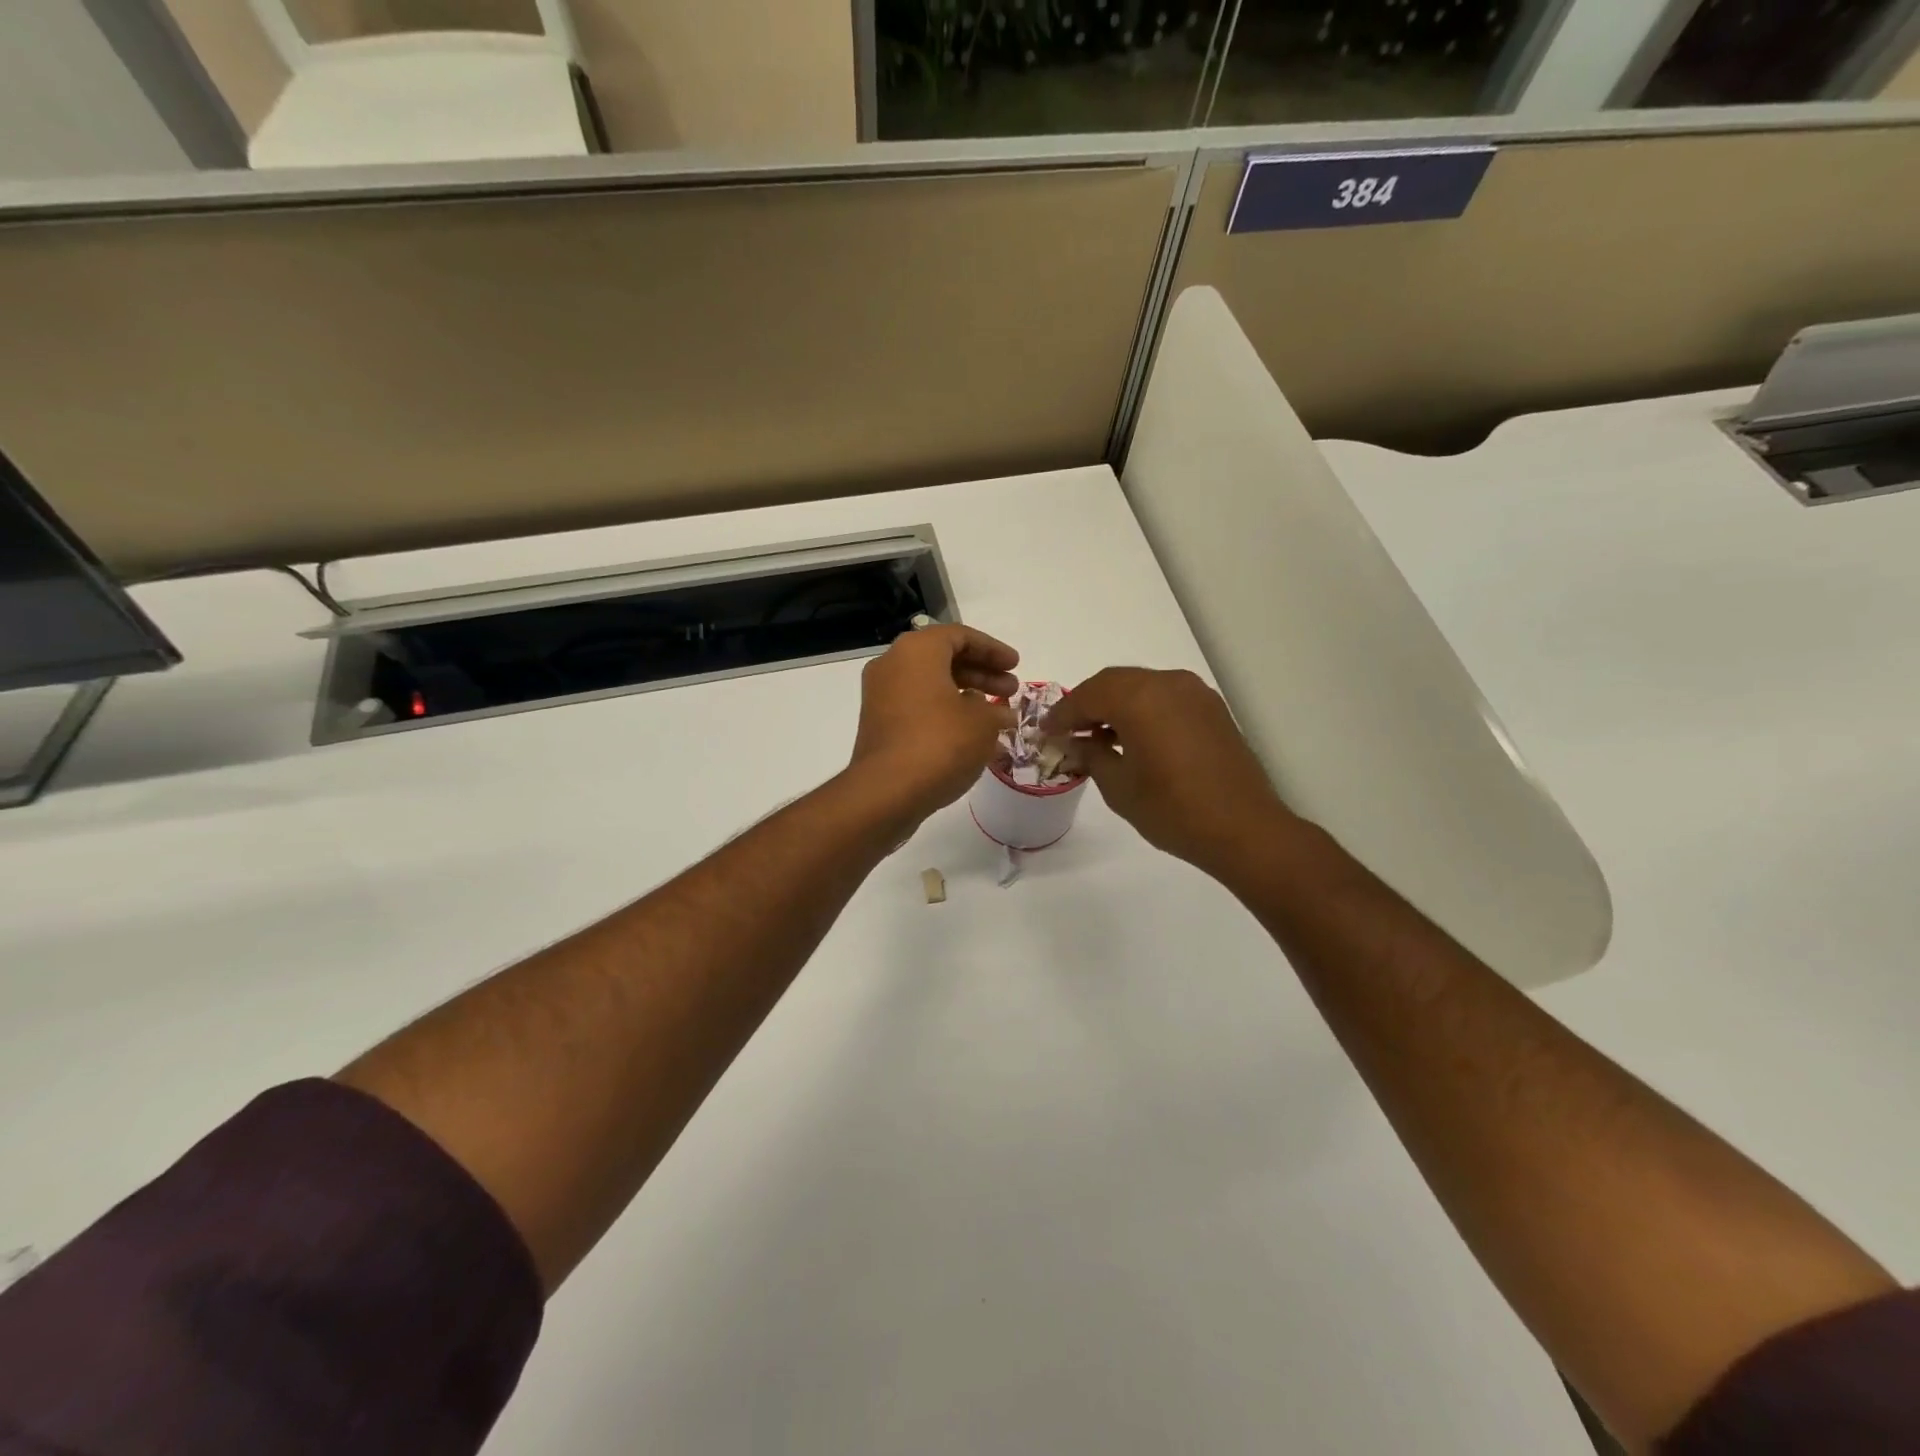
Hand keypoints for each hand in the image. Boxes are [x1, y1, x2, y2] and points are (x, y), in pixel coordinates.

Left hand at [849, 625, 1019, 823]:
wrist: (887, 792)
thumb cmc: (940, 743)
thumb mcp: (982, 723)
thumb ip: (996, 710)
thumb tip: (1001, 714)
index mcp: (916, 651)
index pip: (960, 636)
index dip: (993, 650)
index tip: (1016, 666)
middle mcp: (893, 664)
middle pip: (944, 658)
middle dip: (982, 672)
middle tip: (1011, 689)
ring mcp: (881, 695)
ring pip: (931, 683)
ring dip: (966, 693)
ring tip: (997, 714)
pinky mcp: (879, 723)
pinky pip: (918, 705)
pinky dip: (946, 711)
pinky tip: (971, 733)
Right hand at [1045, 667, 1292, 877]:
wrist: (1243, 829)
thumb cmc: (1172, 810)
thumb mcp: (1119, 787)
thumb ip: (1092, 755)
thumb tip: (1077, 743)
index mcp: (1139, 698)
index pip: (1088, 696)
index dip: (1062, 714)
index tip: (1045, 731)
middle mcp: (1167, 683)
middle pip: (1114, 682)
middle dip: (1087, 703)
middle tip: (1067, 730)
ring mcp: (1194, 693)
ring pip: (1141, 686)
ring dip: (1116, 704)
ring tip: (1098, 735)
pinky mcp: (1212, 708)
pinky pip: (1165, 697)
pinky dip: (1143, 709)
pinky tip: (1134, 736)